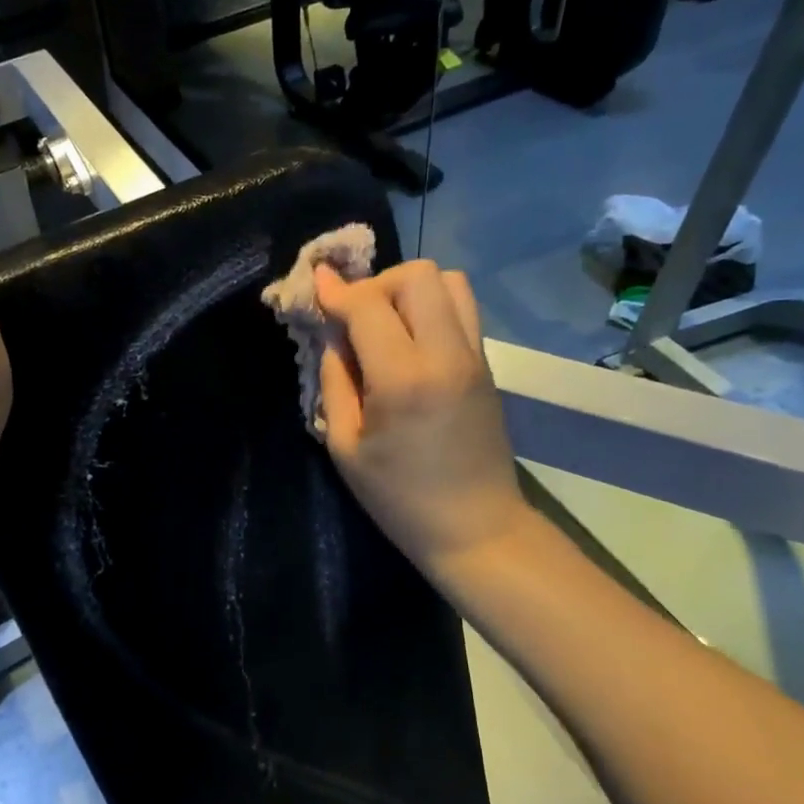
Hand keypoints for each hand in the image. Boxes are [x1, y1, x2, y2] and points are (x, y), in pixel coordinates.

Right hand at [314, 260, 527, 578]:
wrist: (476, 528)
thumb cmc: (399, 498)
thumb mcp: (344, 446)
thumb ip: (335, 382)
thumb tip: (334, 337)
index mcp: (403, 380)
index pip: (368, 306)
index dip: (336, 291)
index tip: (316, 283)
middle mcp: (446, 355)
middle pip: (418, 275)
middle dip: (377, 284)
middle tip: (355, 317)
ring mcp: (475, 356)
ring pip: (450, 281)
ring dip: (409, 290)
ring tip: (385, 323)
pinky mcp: (487, 365)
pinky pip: (462, 309)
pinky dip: (431, 307)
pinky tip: (408, 340)